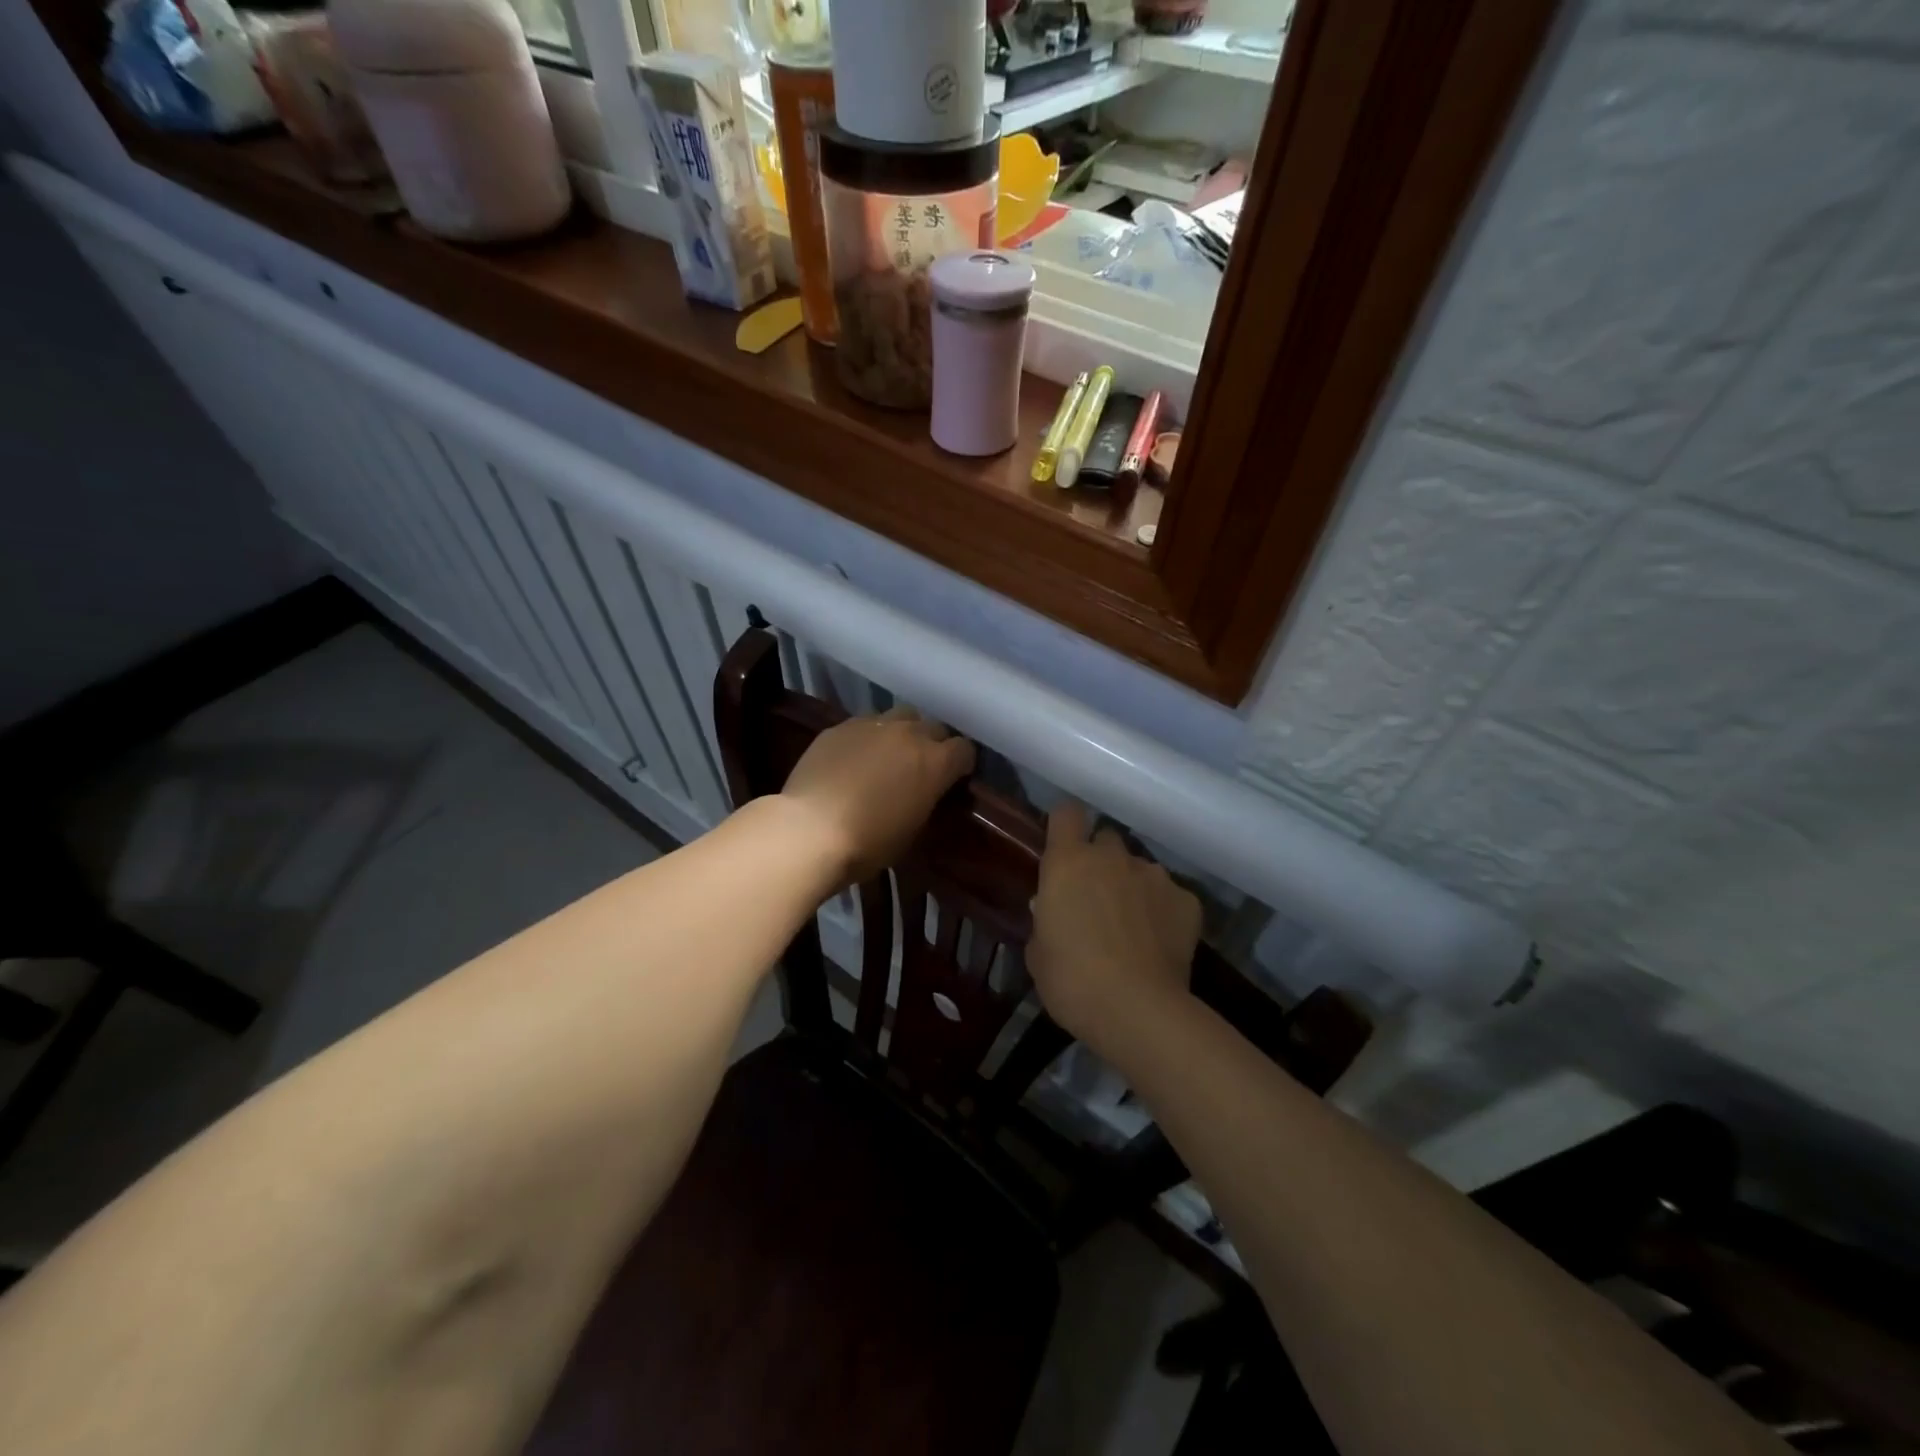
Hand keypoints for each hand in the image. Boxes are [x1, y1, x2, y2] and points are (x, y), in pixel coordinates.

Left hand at [780, 707, 975, 884]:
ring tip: (887, 756)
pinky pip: (864, 725)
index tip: (953, 779)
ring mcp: (872, 725)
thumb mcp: (912, 830)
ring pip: (899, 717)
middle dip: (932, 744)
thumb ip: (926, 800)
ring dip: (901, 734)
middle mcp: (909, 734)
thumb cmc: (869, 843)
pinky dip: (867, 739)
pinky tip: (853, 760)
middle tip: (920, 768)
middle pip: (933, 727)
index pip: (964, 750)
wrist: (811, 830)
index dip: (961, 764)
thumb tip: (924, 792)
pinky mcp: (840, 727)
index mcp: (936, 762)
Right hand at [1028, 803, 1201, 1052]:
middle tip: (1096, 898)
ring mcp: (1153, 875)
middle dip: (1101, 861)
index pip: (1067, 814)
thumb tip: (1051, 910)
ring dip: (1133, 888)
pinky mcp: (1187, 900)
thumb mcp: (1038, 954)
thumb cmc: (1071, 981)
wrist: (1137, 1009)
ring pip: (1140, 869)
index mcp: (1068, 863)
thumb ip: (1044, 922)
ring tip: (1133, 928)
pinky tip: (1160, 943)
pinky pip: (1170, 896)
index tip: (1064, 847)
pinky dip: (1164, 912)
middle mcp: (1111, 858)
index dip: (1066, 826)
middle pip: (1106, 839)